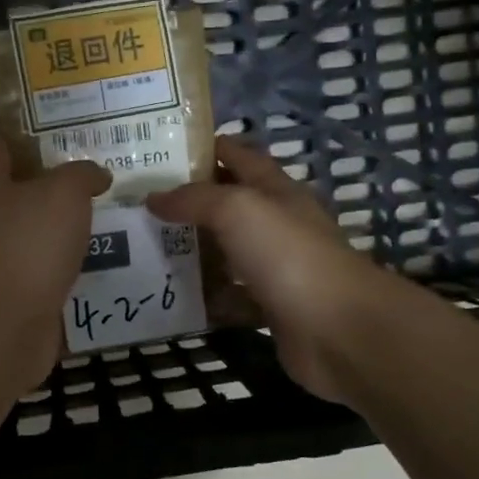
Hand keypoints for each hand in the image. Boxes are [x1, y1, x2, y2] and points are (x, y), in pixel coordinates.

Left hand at [0, 135, 111, 390]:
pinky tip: (113, 257)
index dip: (27, 127)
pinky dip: (78, 264)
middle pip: (24, 189)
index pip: (0, 142)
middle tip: (105, 166)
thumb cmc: (27, 244)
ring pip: (43, 231)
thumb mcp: (62, 192)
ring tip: (118, 210)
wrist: (1, 327)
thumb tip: (96, 175)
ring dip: (72, 225)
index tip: (63, 118)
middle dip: (60, 178)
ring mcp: (4, 259)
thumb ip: (81, 174)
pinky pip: (55, 270)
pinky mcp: (22, 294)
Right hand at [147, 137, 401, 403]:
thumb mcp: (237, 210)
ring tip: (146, 250)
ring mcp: (277, 268)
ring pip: (228, 253)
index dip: (205, 148)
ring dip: (195, 251)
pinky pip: (232, 297)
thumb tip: (154, 197)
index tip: (161, 151)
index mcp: (276, 191)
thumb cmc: (288, 255)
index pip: (239, 156)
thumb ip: (194, 199)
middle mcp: (278, 224)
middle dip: (189, 203)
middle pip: (229, 205)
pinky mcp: (272, 308)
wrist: (338, 330)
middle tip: (140, 205)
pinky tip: (174, 297)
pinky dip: (208, 298)